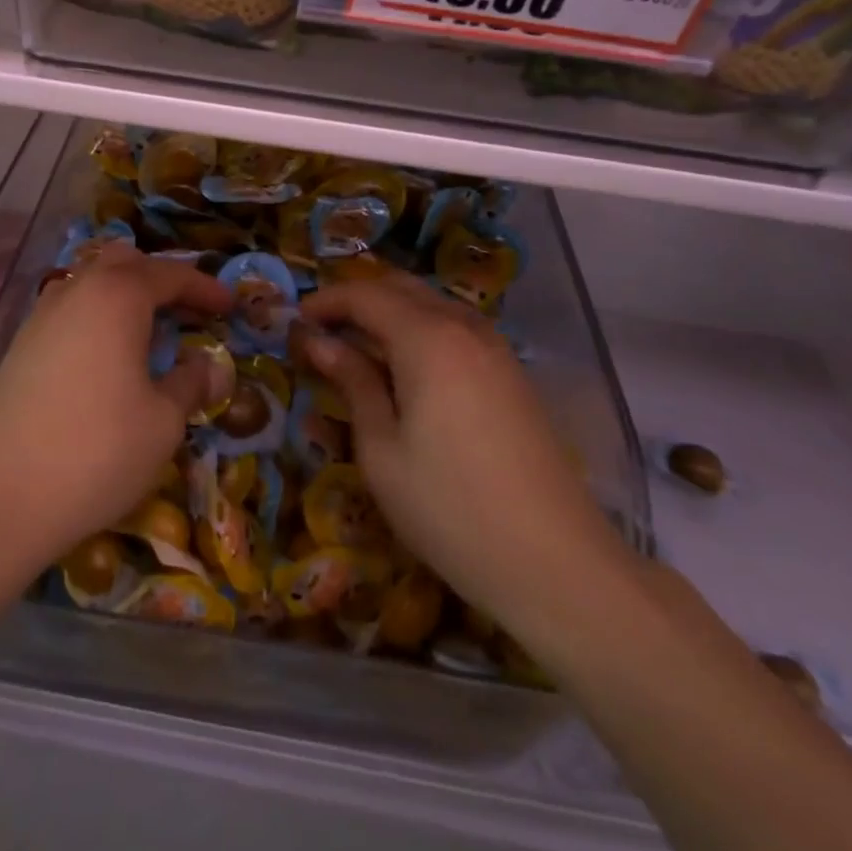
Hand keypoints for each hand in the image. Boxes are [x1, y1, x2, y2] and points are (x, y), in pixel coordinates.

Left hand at [0, 247, 232, 568]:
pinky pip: (70, 308)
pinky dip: (99, 315)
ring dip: (126, 294)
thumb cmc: (97, 451)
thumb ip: (191, 383)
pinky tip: (108, 355)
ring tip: (150, 331)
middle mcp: (77, 290)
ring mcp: (42, 315)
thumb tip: (209, 366)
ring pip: (92, 281)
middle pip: (125, 262)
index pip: (171, 274)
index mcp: (118, 295)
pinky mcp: (21, 345)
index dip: (205, 288)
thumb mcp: (163, 421)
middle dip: (161, 279)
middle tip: (189, 312)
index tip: (230, 306)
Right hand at [294, 272, 622, 622]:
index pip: (365, 294)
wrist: (556, 563)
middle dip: (357, 298)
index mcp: (427, 337)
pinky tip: (407, 370)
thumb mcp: (381, 449)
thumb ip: (353, 382)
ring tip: (358, 348)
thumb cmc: (450, 508)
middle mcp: (463, 327)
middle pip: (402, 287)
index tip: (295, 321)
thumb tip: (318, 341)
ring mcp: (495, 348)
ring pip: (432, 304)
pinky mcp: (512, 374)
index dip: (326, 301)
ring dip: (391, 312)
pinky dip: (421, 331)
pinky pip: (456, 329)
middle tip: (322, 329)